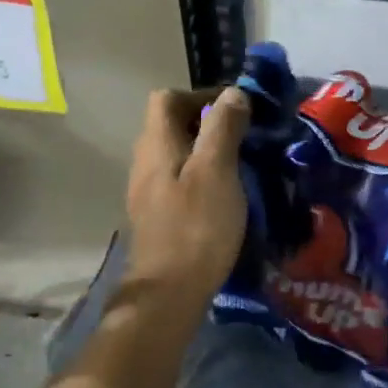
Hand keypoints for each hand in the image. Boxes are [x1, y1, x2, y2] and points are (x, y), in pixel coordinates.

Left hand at [124, 87, 250, 305]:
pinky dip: (199, 175)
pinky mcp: (155, 215)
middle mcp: (144, 160)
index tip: (235, 108)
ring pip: (175, 152)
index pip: (167, 97)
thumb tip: (232, 92)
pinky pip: (177, 178)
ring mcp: (146, 190)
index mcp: (157, 143)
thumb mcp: (217, 170)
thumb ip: (223, 127)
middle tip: (243, 135)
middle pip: (170, 123)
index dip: (200, 94)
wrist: (167, 295)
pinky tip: (223, 194)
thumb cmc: (196, 226)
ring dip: (204, 150)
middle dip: (206, 121)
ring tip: (239, 163)